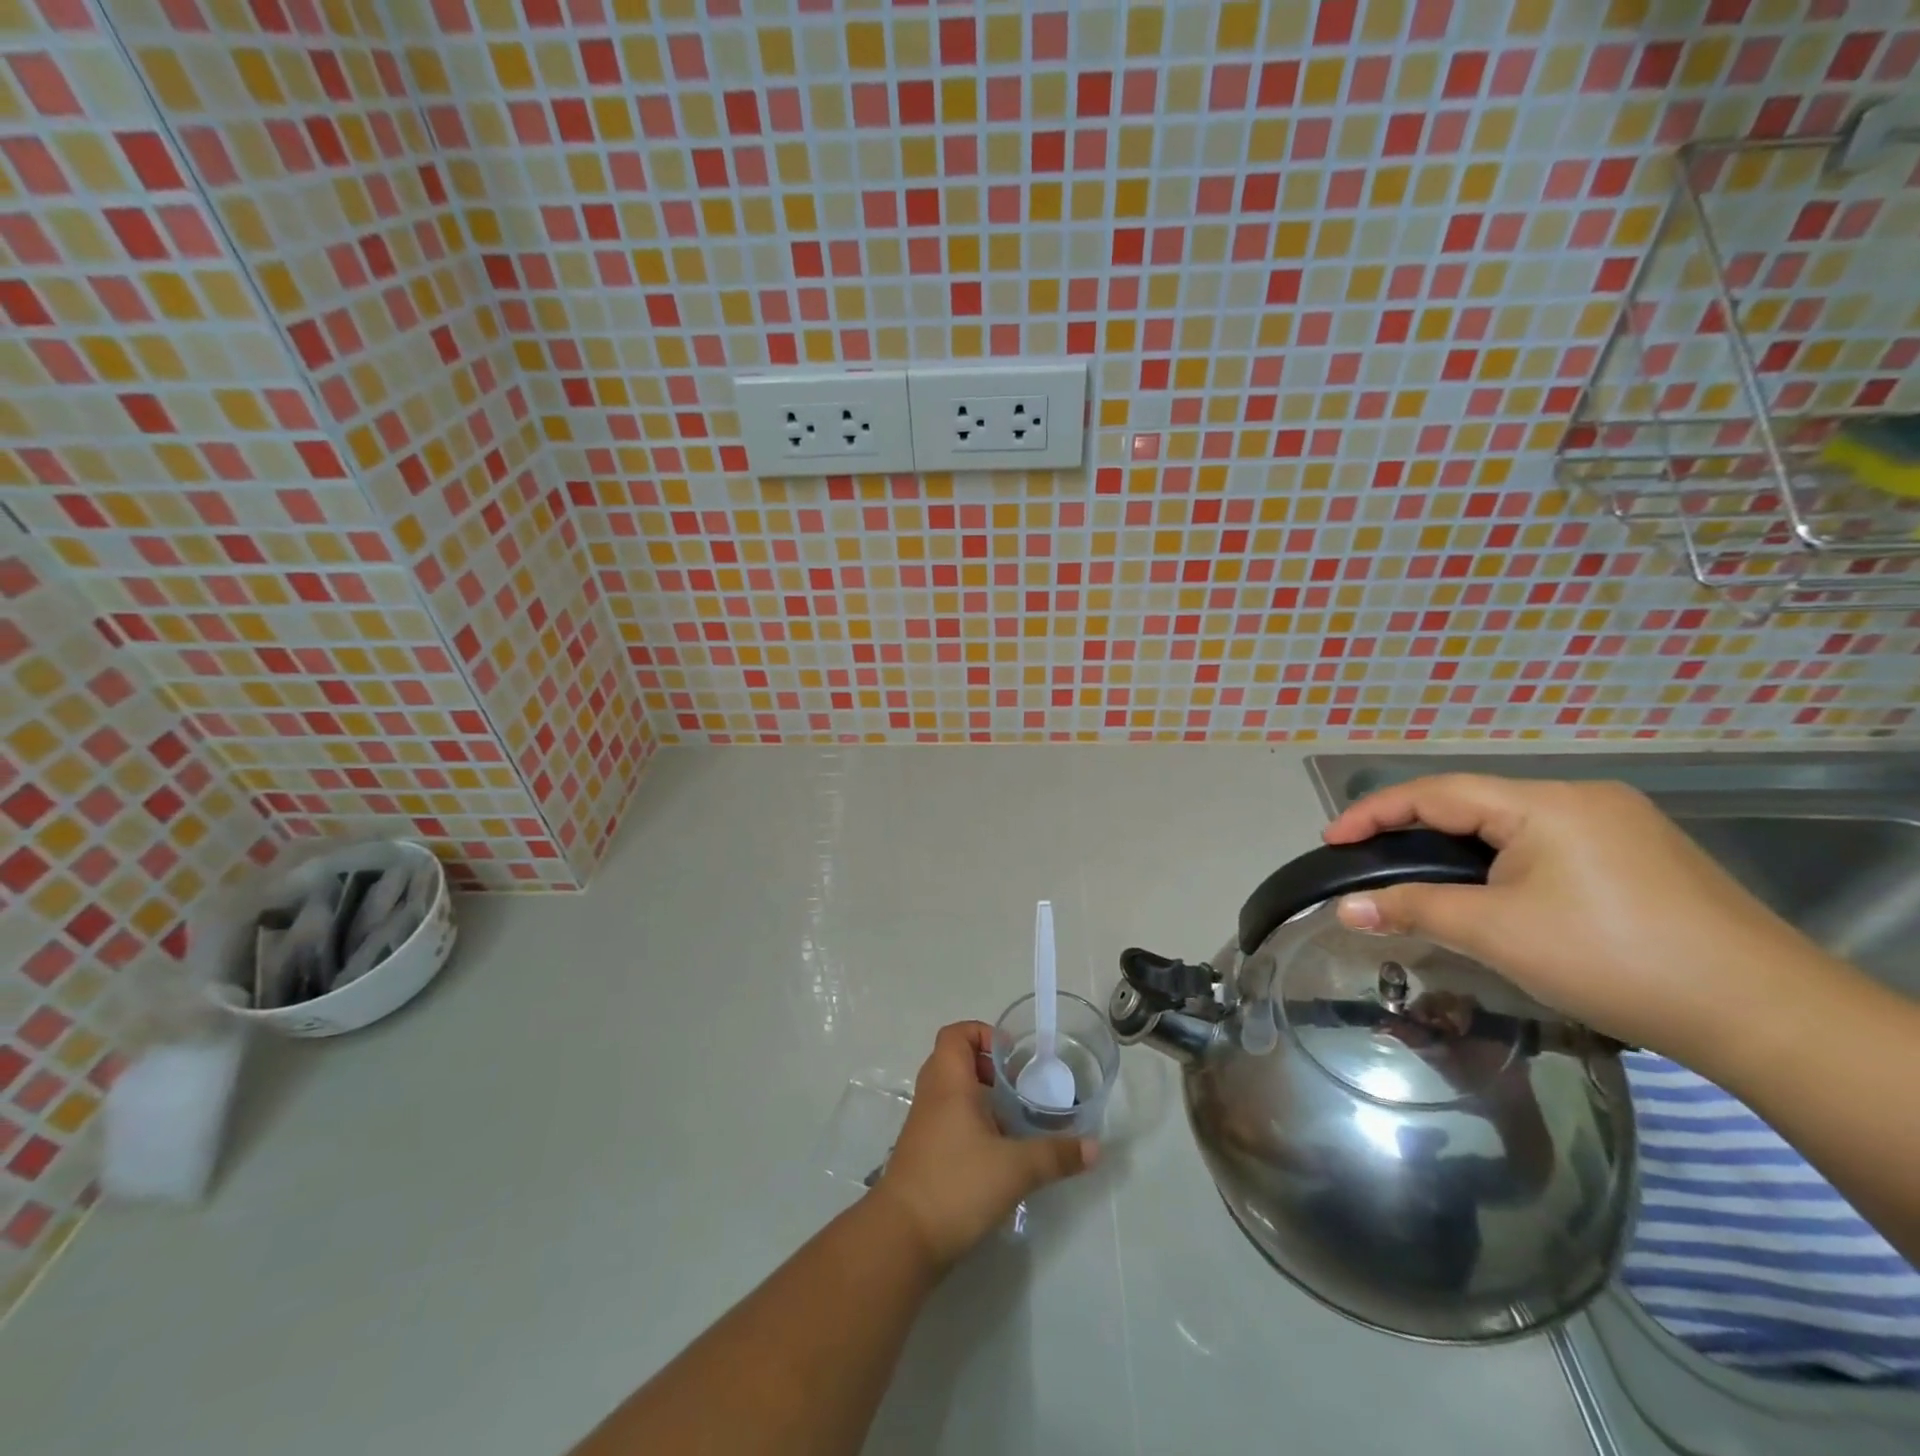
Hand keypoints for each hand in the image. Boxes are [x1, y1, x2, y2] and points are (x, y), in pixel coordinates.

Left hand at [873, 1021, 1096, 1268]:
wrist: (902, 1237)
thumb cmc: (956, 1184)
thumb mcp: (1016, 1168)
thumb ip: (1056, 1154)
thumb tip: (1096, 1148)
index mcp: (948, 1082)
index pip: (956, 1034)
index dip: (983, 1033)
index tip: (1012, 1055)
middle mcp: (932, 1094)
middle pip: (955, 1059)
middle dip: (988, 1066)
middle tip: (1018, 1086)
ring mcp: (924, 1124)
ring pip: (952, 1091)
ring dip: (981, 1096)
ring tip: (1014, 1118)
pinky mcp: (923, 1152)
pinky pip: (948, 1118)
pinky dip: (971, 1122)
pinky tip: (997, 1151)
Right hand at [1322, 774, 1827, 1065]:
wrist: (1767, 1016)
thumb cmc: (1614, 959)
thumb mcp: (1497, 932)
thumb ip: (1414, 909)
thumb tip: (1344, 908)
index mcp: (1545, 803)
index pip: (1436, 793)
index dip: (1375, 812)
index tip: (1331, 838)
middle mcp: (1582, 798)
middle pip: (1473, 803)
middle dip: (1414, 829)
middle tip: (1369, 858)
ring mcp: (1619, 824)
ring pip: (1511, 825)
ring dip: (1459, 847)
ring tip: (1420, 875)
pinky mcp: (1642, 854)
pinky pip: (1548, 843)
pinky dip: (1502, 860)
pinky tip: (1495, 890)